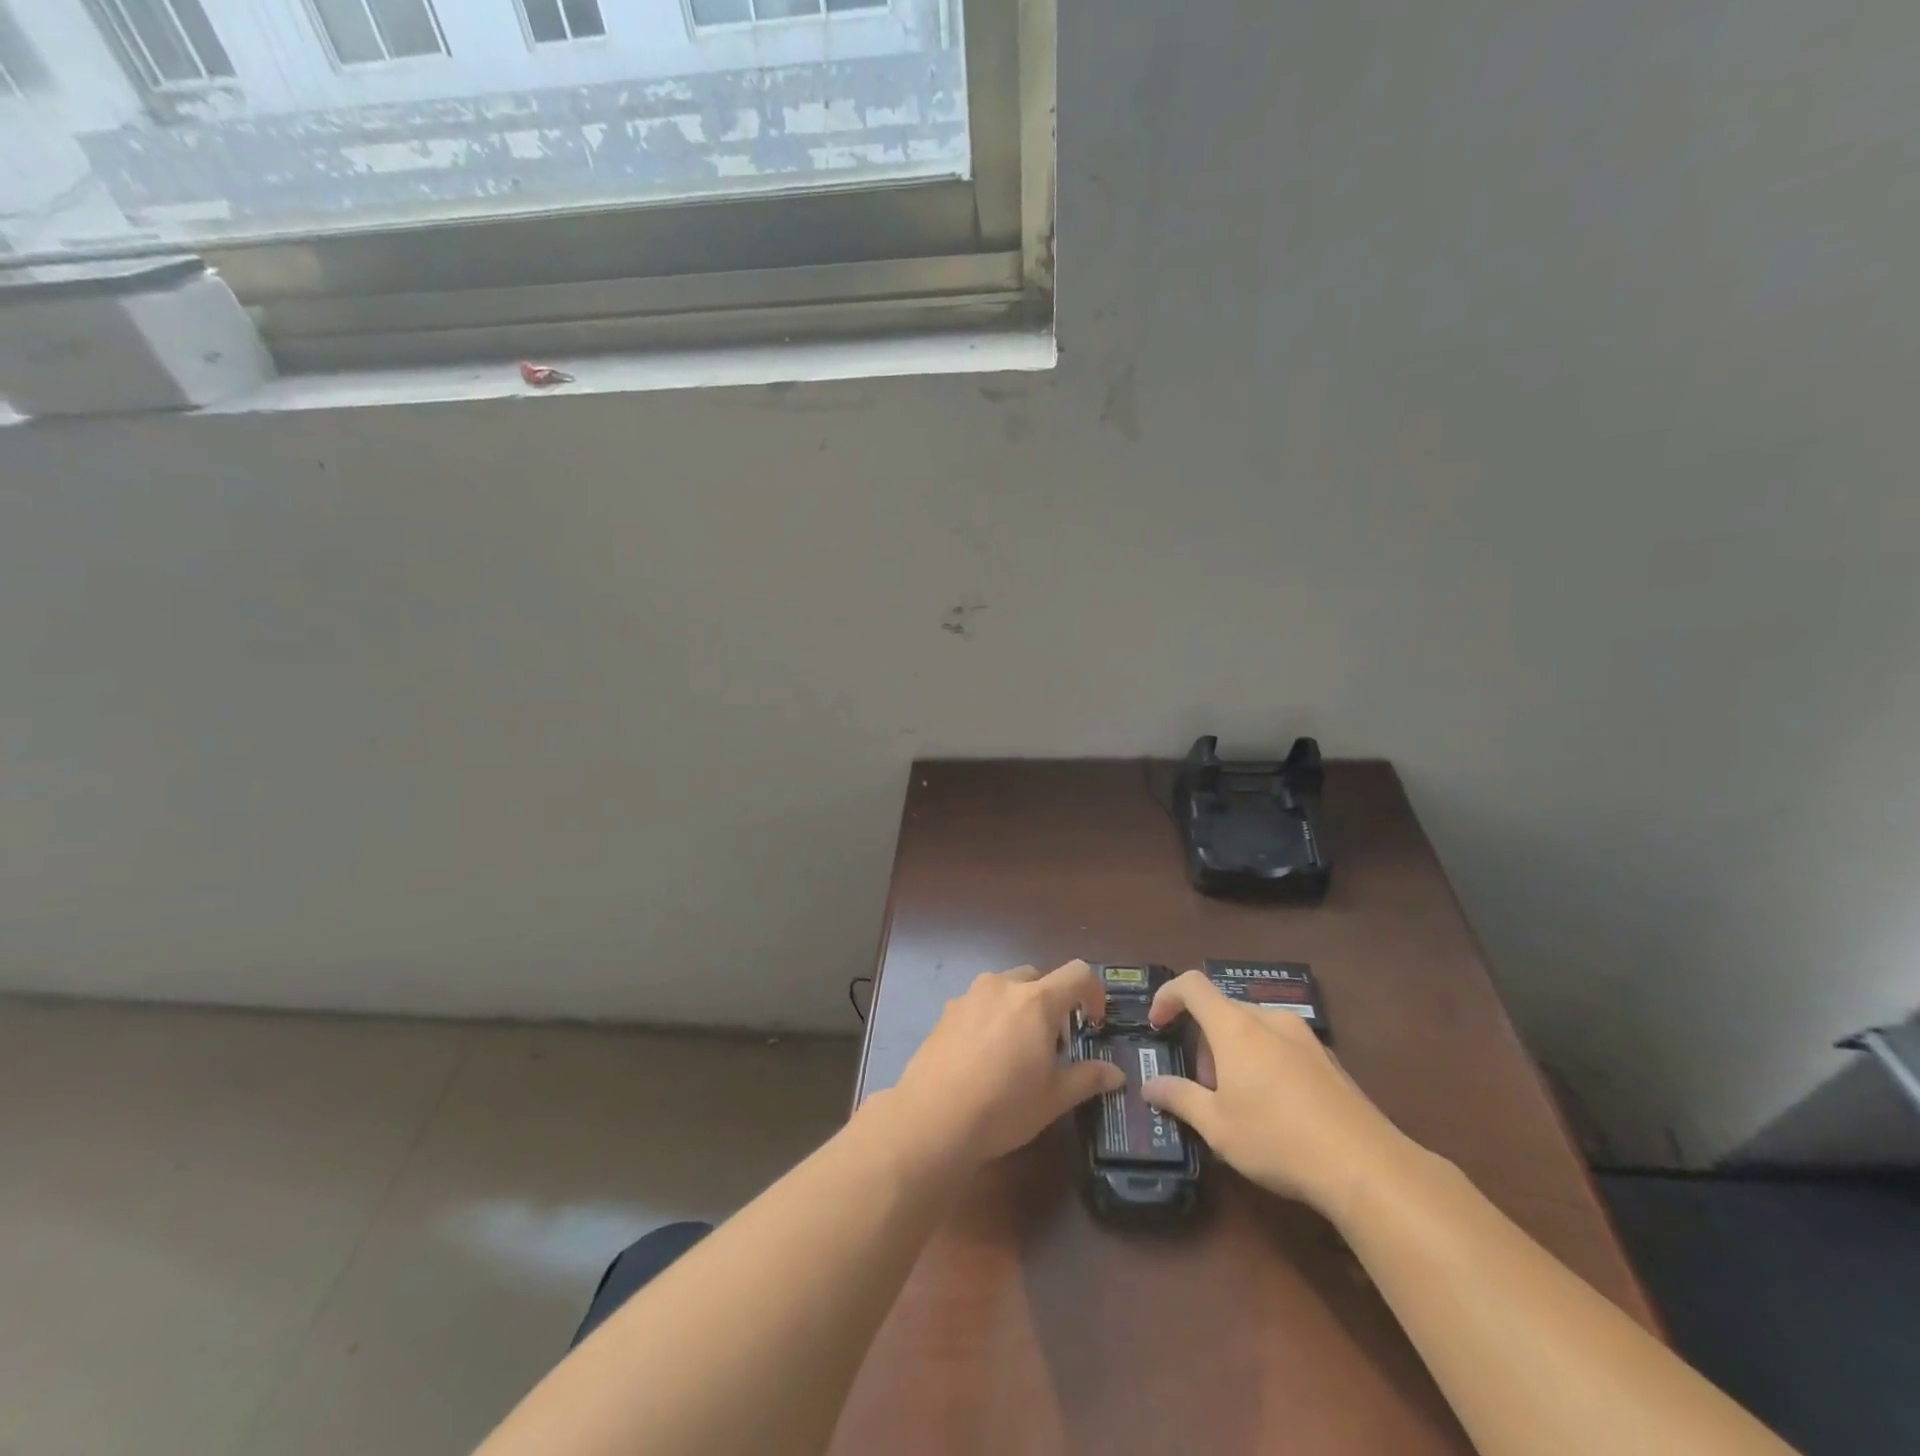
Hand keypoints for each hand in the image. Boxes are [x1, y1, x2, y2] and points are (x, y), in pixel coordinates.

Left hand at [890, 960, 1126, 1167]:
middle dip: (1053, 1001)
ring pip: (1006, 987)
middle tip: (1054, 1042)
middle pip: (1038, 977)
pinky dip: (992, 1017)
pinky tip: (984, 1056)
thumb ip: (1087, 1078)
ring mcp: (970, 996)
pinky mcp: (947, 1011)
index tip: (1094, 1022)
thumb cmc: (1003, 1107)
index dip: (1094, 992)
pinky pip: (980, 1003)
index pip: (1077, 973)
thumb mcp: (1054, 1098)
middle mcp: (1003, 987)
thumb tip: (1116, 1074)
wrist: (932, 1118)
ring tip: (1017, 1049)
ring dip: (1020, 1007)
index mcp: (1036, 1001)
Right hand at [1141, 970, 1413, 1221]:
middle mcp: (1269, 1019)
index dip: (1167, 996)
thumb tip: (1150, 1085)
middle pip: (1223, 1009)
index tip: (1158, 1025)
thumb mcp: (1217, 1127)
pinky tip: (1277, 1108)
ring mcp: (1304, 1037)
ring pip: (1254, 1027)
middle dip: (1204, 1040)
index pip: (1192, 985)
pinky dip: (1265, 1061)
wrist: (1366, 1167)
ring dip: (1234, 1051)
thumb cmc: (1277, 1139)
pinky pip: (1282, 1045)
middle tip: (1204, 1086)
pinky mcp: (1329, 1060)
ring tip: (1239, 1100)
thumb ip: (1179, 1098)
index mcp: (1235, 1026)